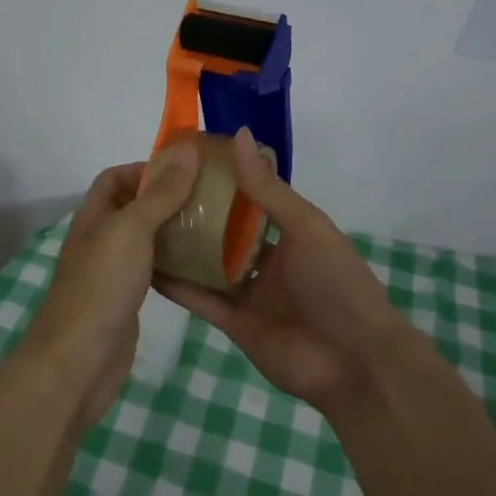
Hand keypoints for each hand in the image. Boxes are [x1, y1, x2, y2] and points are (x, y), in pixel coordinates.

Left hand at [20, 141, 201, 427]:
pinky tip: (203, 265)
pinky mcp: (127, 300)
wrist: (79, 361)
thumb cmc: (101, 285)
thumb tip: (187, 149)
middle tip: (211, 197)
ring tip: (216, 226)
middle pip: (135, 207)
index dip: (146, 168)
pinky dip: (175, 263)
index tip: (187, 171)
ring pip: (147, 240)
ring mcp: (113, 272)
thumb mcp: (131, 229)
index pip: (116, 177)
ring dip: (176, 230)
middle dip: (169, 198)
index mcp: (94, 216)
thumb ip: (160, 192)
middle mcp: (101, 239)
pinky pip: (154, 270)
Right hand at [153, 128, 409, 414]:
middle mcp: (266, 259)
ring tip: (141, 223)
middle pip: (223, 231)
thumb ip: (267, 188)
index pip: (248, 197)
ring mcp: (248, 292)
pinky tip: (146, 267)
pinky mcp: (233, 324)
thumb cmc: (337, 282)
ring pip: (207, 264)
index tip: (183, 159)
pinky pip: (200, 300)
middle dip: (194, 213)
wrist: (354, 361)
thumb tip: (238, 134)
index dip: (220, 179)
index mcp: (288, 231)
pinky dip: (176, 285)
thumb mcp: (304, 226)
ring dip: (180, 247)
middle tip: (152, 190)